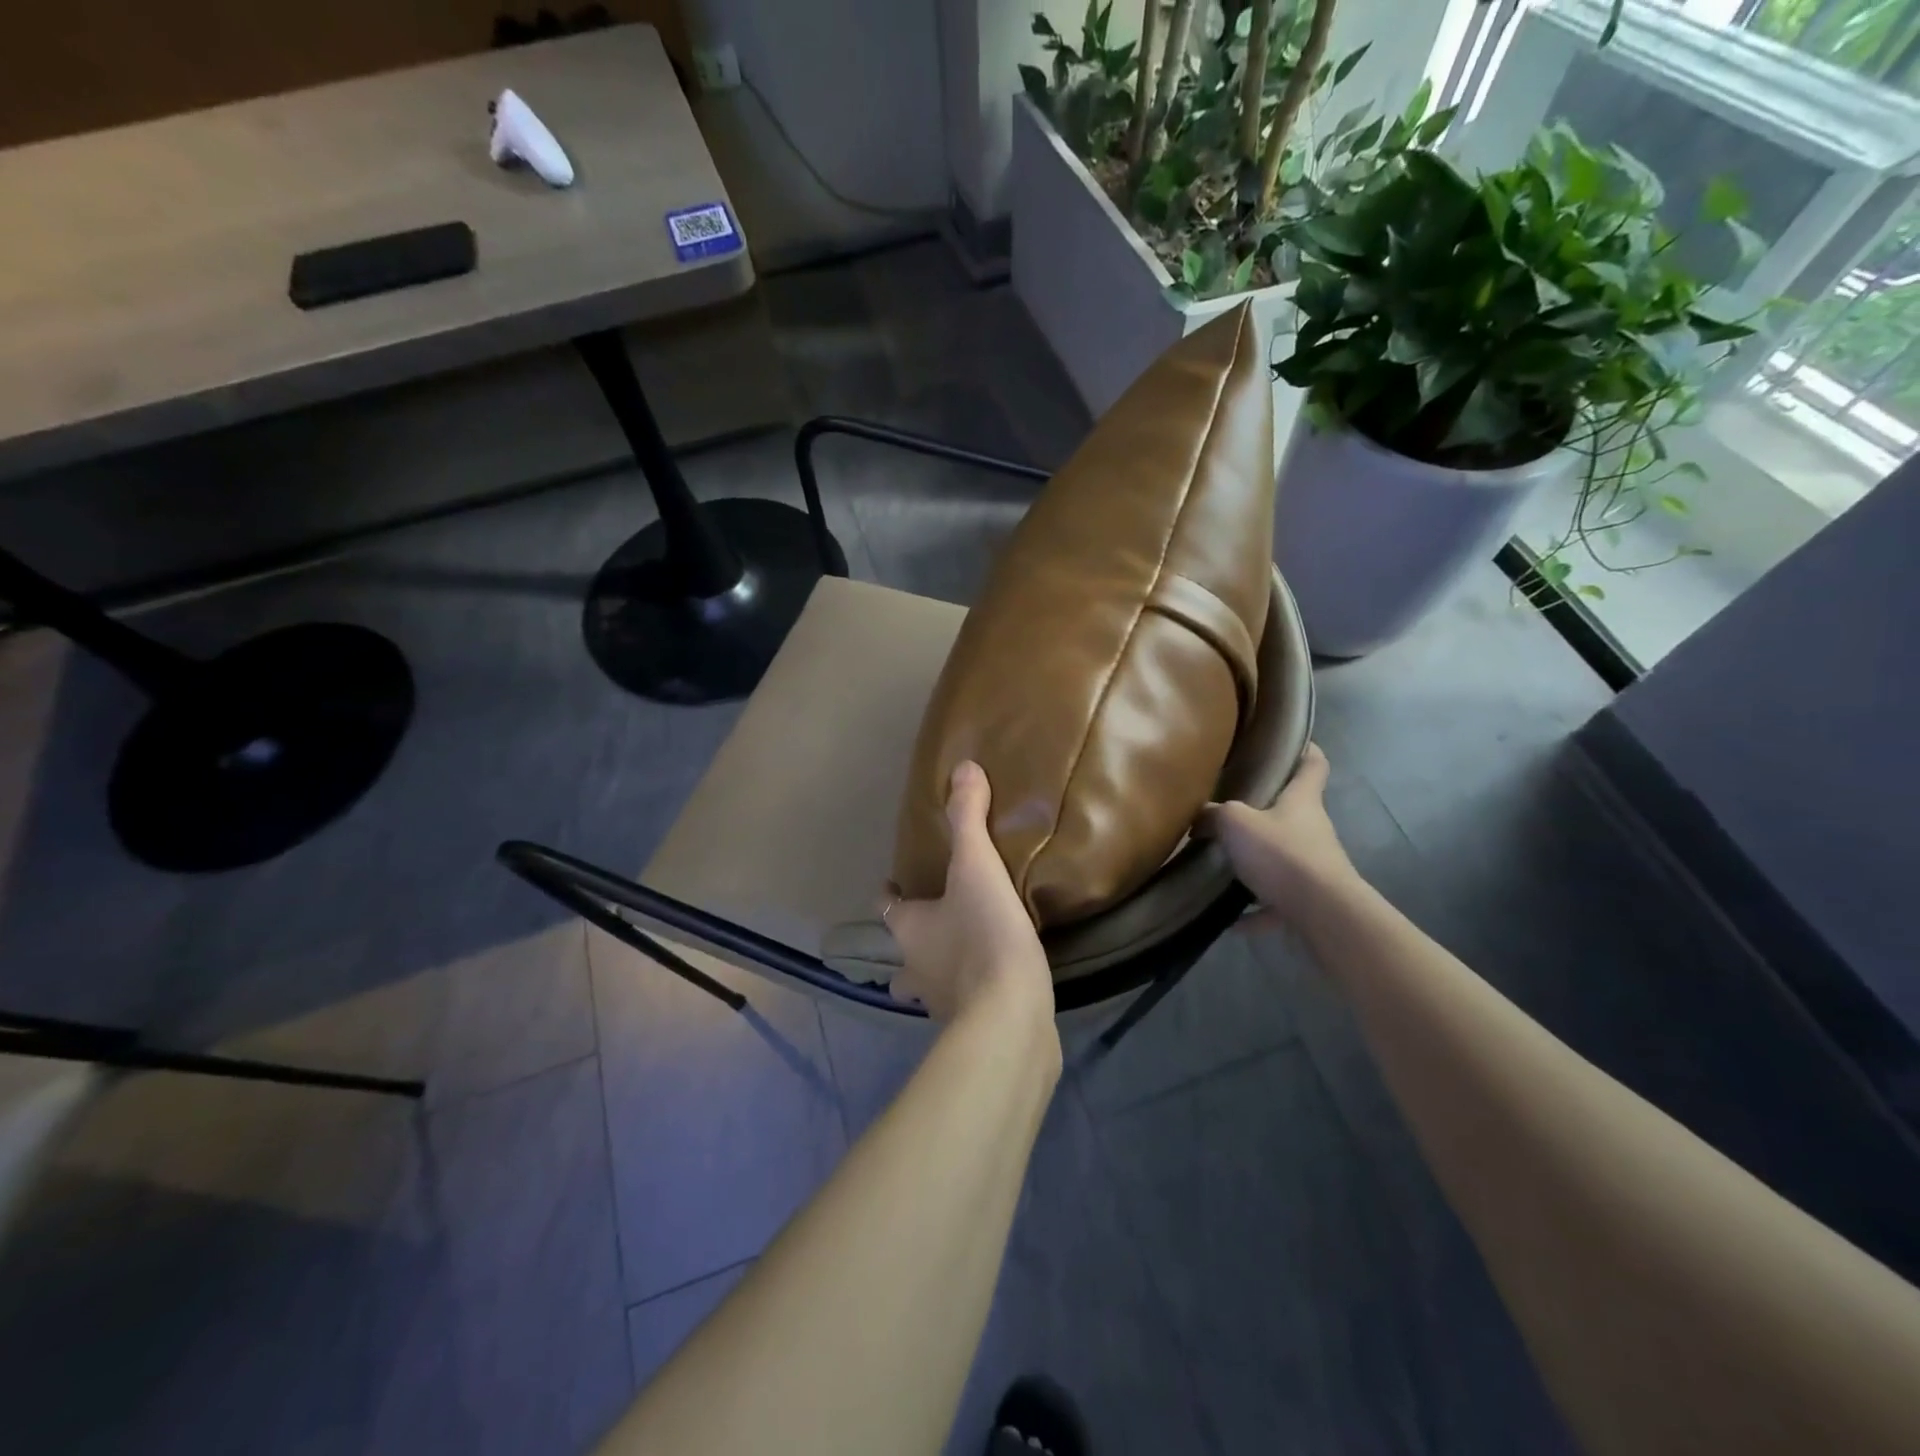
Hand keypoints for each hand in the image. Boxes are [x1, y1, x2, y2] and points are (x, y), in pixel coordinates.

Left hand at [884, 762, 1054, 1026]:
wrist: (1009, 1016)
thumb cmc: (984, 935)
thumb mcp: (977, 867)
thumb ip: (969, 818)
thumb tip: (963, 768)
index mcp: (909, 930)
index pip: (887, 907)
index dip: (890, 895)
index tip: (894, 886)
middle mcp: (914, 969)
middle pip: (900, 956)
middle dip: (910, 944)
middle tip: (934, 925)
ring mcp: (939, 1005)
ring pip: (926, 987)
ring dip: (936, 973)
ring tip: (963, 957)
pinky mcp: (971, 1028)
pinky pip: (963, 1006)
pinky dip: (970, 994)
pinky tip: (993, 984)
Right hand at [1198, 743, 1358, 929]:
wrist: (1322, 913)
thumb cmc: (1282, 854)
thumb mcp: (1235, 823)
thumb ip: (1214, 815)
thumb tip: (1198, 816)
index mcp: (1302, 801)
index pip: (1313, 764)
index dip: (1305, 749)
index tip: (1291, 742)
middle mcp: (1313, 829)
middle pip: (1293, 812)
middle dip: (1265, 812)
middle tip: (1231, 810)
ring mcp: (1315, 867)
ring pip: (1283, 858)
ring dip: (1258, 863)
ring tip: (1224, 866)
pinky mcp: (1309, 902)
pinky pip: (1276, 903)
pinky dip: (1256, 911)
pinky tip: (1231, 921)